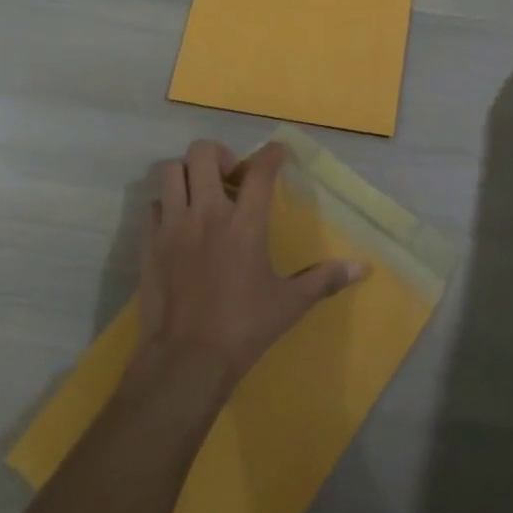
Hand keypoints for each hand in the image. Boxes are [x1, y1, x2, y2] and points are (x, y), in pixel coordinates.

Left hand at [133, 140, 367, 395]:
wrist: (186, 360)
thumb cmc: (243, 328)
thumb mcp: (290, 304)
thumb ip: (324, 279)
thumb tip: (363, 268)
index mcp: (245, 224)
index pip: (260, 171)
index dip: (271, 154)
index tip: (277, 152)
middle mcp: (206, 213)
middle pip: (203, 153)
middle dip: (219, 154)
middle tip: (229, 175)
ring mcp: (172, 225)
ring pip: (171, 171)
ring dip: (187, 173)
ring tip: (200, 192)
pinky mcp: (149, 243)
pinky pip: (153, 204)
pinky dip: (166, 204)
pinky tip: (178, 222)